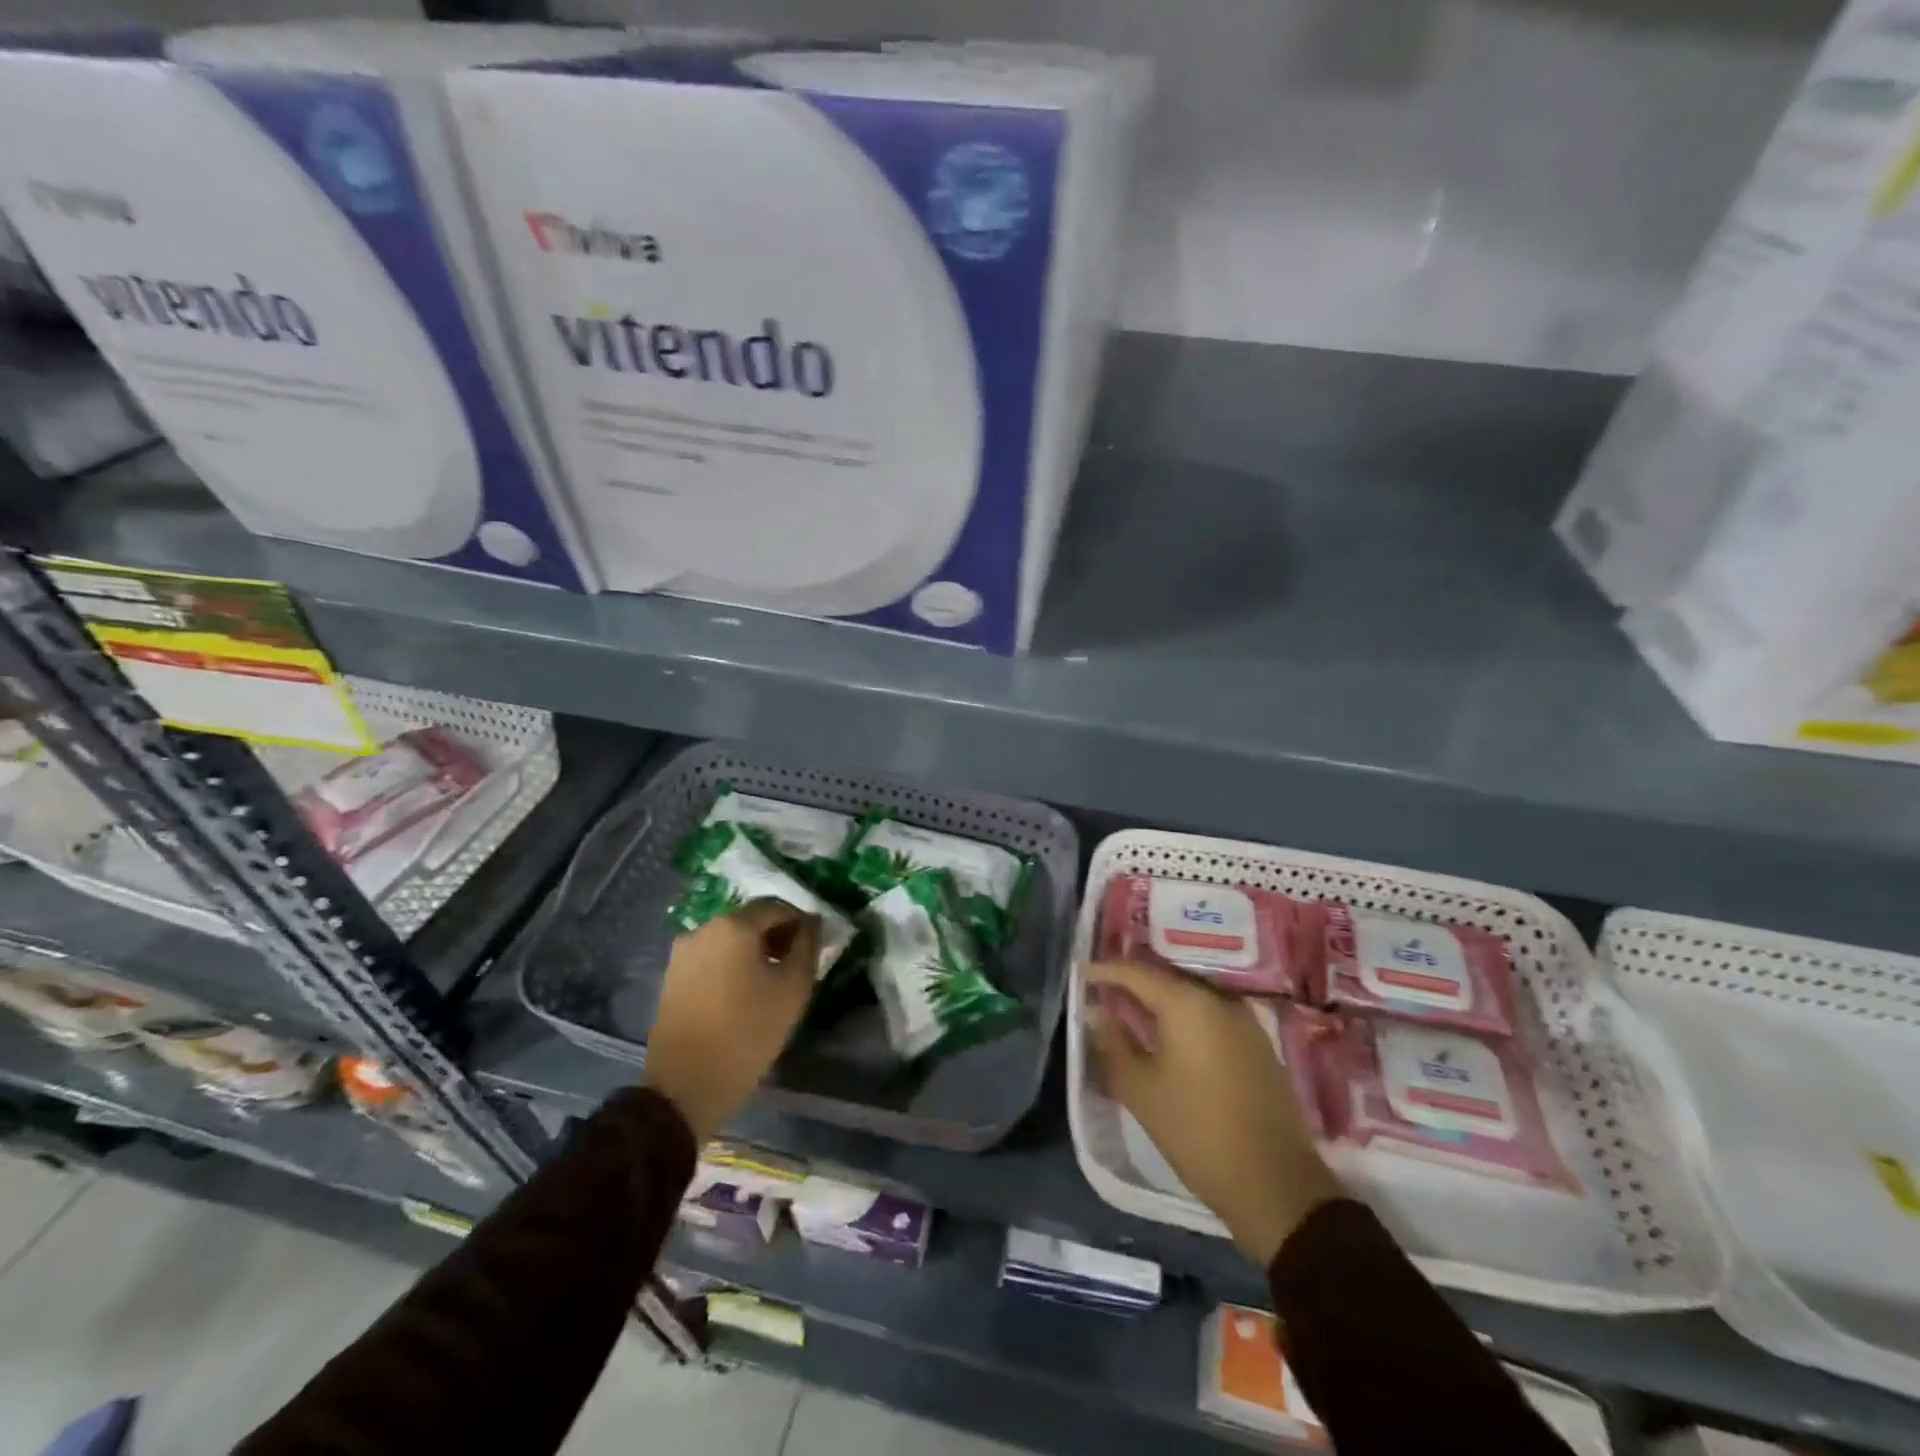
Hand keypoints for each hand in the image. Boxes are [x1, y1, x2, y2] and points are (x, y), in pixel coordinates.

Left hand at [643, 900, 819, 1143]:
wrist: (685, 1087)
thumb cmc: (747, 1032)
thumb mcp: (793, 989)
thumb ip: (807, 947)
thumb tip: (811, 925)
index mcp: (733, 925)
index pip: (777, 906)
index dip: (801, 920)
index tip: (815, 944)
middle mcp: (703, 929)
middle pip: (750, 920)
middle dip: (776, 934)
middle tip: (796, 962)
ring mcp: (682, 954)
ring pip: (729, 940)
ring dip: (753, 951)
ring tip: (771, 981)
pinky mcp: (672, 978)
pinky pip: (711, 958)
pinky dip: (731, 965)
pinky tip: (744, 993)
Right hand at [1086, 959, 1342, 1265]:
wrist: (1277, 1186)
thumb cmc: (1197, 1132)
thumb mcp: (1140, 1090)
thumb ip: (1113, 1044)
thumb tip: (1097, 1013)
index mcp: (1188, 1003)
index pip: (1136, 972)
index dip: (1105, 971)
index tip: (1081, 973)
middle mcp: (1219, 999)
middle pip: (1165, 978)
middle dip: (1132, 982)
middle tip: (1101, 991)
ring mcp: (1244, 1020)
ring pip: (1190, 995)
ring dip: (1158, 1000)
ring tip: (1129, 1010)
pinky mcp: (1258, 1043)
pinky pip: (1210, 1014)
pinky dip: (1183, 1017)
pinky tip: (1166, 1034)